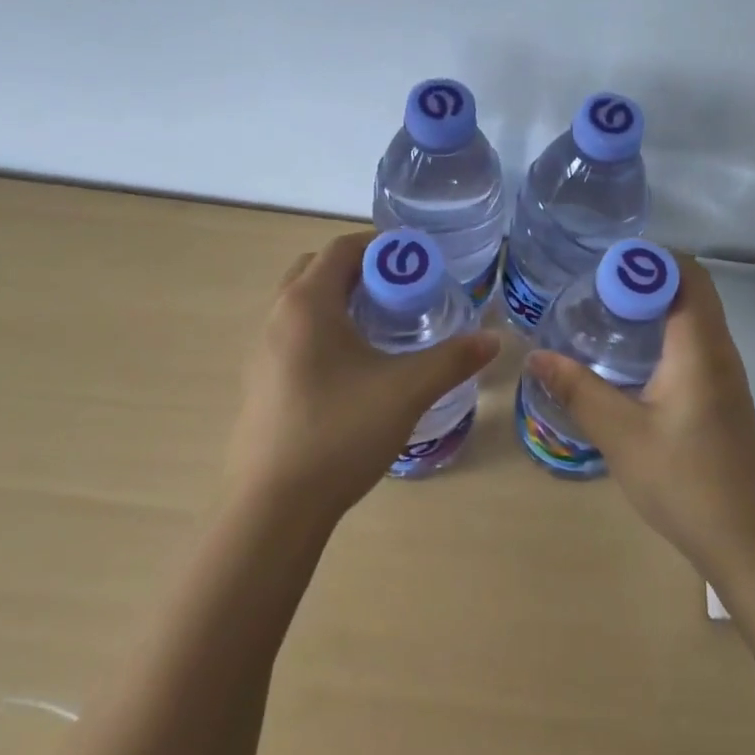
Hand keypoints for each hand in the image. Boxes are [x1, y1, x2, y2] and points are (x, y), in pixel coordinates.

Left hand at [227, 230, 499, 525]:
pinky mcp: (260, 382)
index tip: (419, 261)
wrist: (274, 508)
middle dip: (360, 270)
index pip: (342, 248)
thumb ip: (453, 359)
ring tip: (382, 328)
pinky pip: (294, 334)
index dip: (383, 246)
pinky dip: (324, 330)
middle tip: (400, 292)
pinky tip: (354, 369)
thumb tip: (494, 339)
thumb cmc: (340, 433)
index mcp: (307, 303)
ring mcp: (262, 351)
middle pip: (318, 269)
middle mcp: (278, 316)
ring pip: (303, 304)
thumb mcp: (407, 391)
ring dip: (340, 301)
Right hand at [526, 257, 754, 574]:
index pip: (685, 275)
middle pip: (691, 287)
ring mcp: (725, 372)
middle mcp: (719, 349)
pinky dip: (664, 328)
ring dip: (655, 302)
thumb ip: (577, 390)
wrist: (746, 541)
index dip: (645, 260)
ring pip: (694, 313)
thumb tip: (536, 356)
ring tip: (606, 310)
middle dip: (645, 276)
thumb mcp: (621, 434)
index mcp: (700, 348)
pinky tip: (630, 354)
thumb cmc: (684, 481)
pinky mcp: (722, 392)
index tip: (601, 265)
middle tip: (596, 285)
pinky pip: (695, 338)